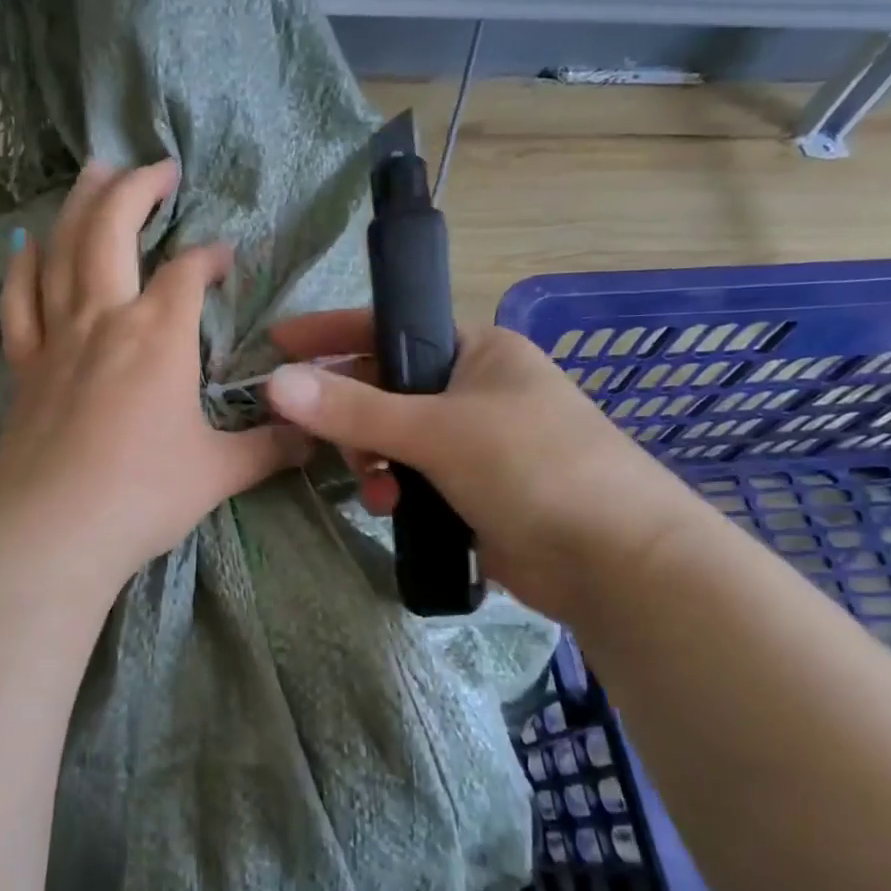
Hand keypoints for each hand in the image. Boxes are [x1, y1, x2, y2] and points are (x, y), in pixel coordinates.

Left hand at [0, 160, 309, 590]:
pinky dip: (22, 269)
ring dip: (78, 205)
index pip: (189, 273)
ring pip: (62, 251)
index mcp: (158, 335)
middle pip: (112, 229)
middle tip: (156, 165)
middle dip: (136, 188)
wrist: (53, 532)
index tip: (226, 259)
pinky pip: (18, 304)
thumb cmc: (143, 495)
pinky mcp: (23, 368)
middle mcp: (104, 319)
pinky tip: (28, 247)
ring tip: (91, 172)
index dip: (211, 257)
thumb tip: (315, 439)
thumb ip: (270, 448)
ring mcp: (56, 339)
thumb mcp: (220, 472)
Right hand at [265, 311, 694, 621]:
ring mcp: (475, 442)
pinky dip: (395, 489)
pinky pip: (413, 477)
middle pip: (384, 388)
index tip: (276, 344)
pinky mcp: (473, 490)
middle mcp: (474, 388)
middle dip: (352, 417)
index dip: (330, 334)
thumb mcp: (437, 431)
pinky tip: (393, 509)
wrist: (615, 562)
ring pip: (394, 438)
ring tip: (375, 489)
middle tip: (324, 442)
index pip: (387, 328)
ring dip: (373, 460)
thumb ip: (353, 409)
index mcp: (476, 350)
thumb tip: (275, 382)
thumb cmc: (533, 467)